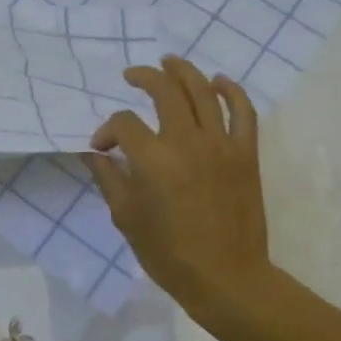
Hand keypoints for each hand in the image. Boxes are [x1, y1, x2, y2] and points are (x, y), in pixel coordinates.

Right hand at [84, 57, 276, 319]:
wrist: (226, 277)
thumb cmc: (168, 252)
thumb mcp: (125, 216)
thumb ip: (108, 177)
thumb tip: (94, 152)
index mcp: (152, 159)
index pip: (124, 123)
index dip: (107, 130)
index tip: (101, 148)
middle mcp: (187, 142)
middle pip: (165, 91)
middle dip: (144, 77)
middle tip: (133, 75)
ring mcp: (221, 145)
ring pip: (204, 92)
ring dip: (184, 71)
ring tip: (170, 62)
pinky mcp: (246, 154)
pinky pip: (243, 112)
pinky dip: (231, 91)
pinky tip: (219, 81)